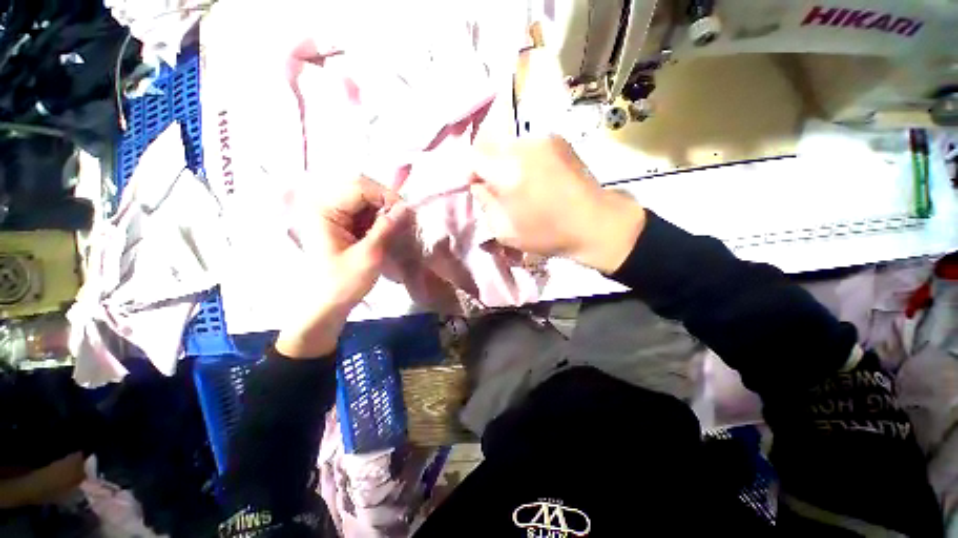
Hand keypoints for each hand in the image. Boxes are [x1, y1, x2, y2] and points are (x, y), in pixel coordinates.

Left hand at [276, 177, 408, 358]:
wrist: (324, 306)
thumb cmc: (342, 283)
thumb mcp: (369, 255)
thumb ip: (387, 227)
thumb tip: (407, 208)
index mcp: (323, 209)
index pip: (359, 187)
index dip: (386, 196)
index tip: (406, 214)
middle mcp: (322, 204)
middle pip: (361, 189)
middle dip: (385, 203)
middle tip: (401, 221)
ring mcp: (329, 213)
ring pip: (363, 199)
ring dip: (382, 211)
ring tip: (394, 229)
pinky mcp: (336, 223)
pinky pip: (361, 211)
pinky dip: (376, 218)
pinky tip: (383, 232)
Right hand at [470, 135, 645, 273]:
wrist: (595, 223)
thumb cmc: (548, 233)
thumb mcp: (505, 231)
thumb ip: (485, 204)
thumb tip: (479, 185)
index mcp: (508, 172)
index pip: (474, 157)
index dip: (472, 172)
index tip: (481, 188)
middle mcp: (524, 147)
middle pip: (490, 145)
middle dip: (489, 165)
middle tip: (500, 188)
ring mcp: (543, 139)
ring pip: (509, 144)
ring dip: (507, 161)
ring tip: (521, 183)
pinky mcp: (558, 140)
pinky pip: (528, 144)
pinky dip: (525, 158)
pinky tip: (538, 176)